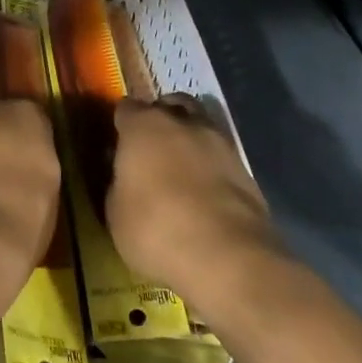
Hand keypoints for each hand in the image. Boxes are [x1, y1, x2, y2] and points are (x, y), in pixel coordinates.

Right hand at [107, 95, 283, 305]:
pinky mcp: (247, 170)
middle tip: (149, 149)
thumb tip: (125, 177)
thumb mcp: (115, 212)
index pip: (125, 108)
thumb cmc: (156, 228)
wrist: (228, 257)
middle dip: (159, 119)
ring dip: (189, 140)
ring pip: (200, 126)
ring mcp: (220, 143)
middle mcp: (183, 123)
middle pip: (169, 105)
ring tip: (180, 169)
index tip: (115, 143)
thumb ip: (118, 183)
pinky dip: (210, 166)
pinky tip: (203, 191)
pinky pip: (220, 157)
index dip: (120, 124)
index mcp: (143, 126)